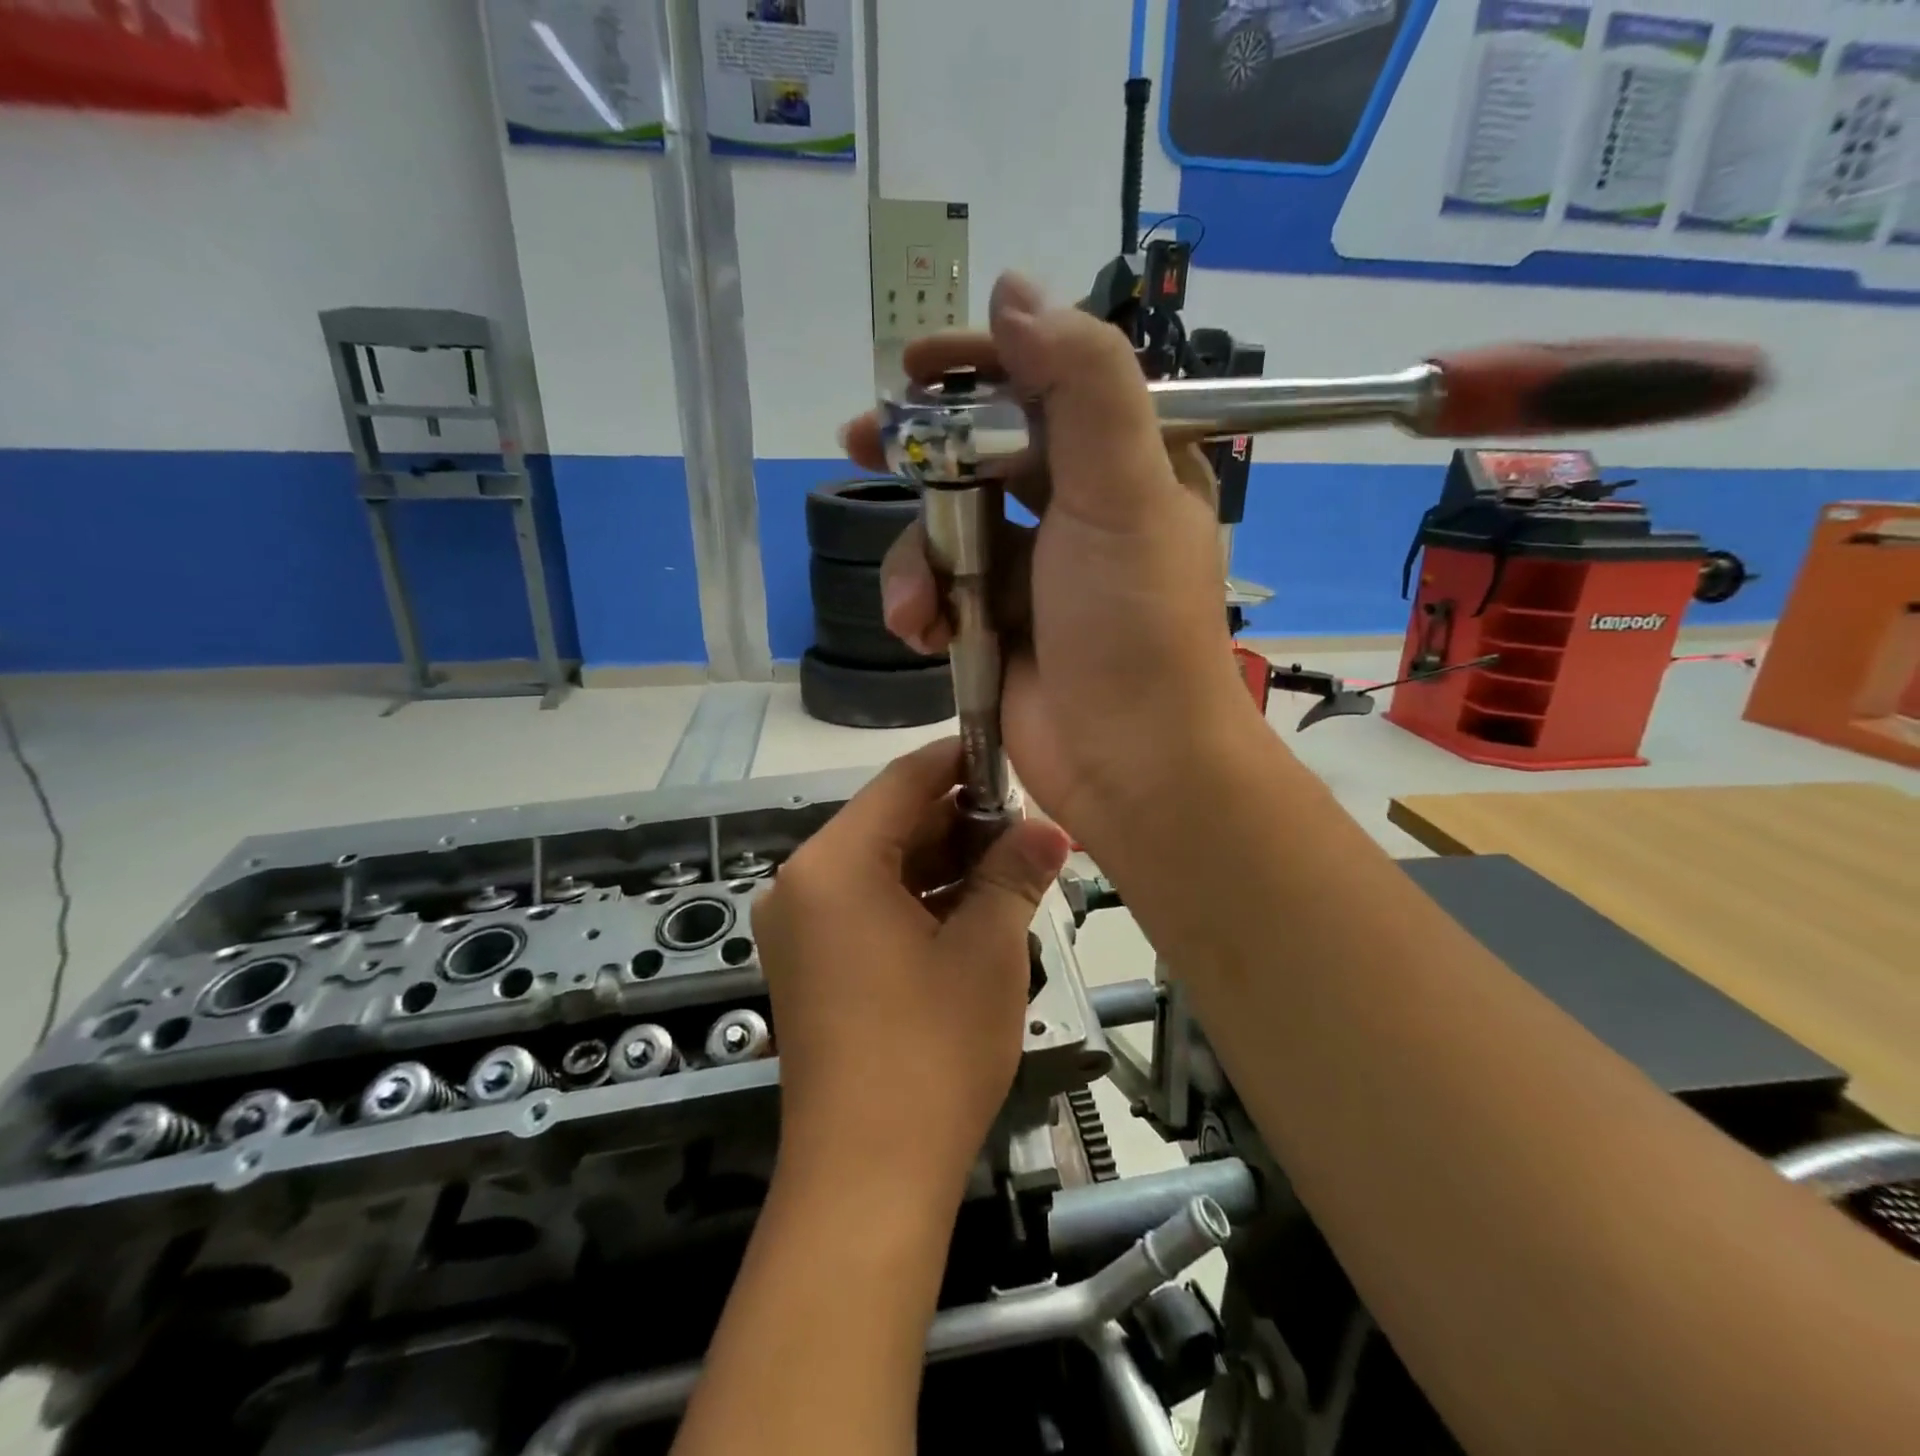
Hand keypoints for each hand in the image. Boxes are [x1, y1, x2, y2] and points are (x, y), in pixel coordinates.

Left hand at [753, 739, 1071, 1198]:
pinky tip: (975, 907)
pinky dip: (921, 900)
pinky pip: (870, 907)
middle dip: (962, 821)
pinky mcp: (813, 965)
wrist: (868, 1179)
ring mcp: (802, 928)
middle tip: (1029, 824)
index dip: (960, 761)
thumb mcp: (986, 950)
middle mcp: (802, 884)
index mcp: (832, 865)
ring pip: (884, 868)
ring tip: (1015, 865)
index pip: (902, 781)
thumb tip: (1052, 829)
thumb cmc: (930, 1051)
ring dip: (947, 863)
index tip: (1012, 756)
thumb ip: (1015, 874)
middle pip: (891, 824)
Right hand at [839, 273, 1261, 852]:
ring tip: (920, 609)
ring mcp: (1036, 573)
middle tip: (860, 441)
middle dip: (923, 455)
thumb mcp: (1123, 492)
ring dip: (917, 560)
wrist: (1132, 765)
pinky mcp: (998, 626)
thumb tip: (1016, 292)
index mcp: (1125, 465)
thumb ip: (1081, 384)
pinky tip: (922, 635)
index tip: (914, 366)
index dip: (980, 366)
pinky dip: (922, 607)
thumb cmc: (1134, 627)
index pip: (1047, 383)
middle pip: (983, 453)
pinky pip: (940, 590)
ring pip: (948, 528)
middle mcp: (1080, 511)